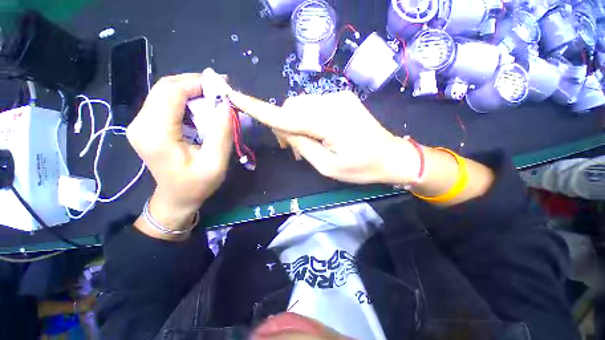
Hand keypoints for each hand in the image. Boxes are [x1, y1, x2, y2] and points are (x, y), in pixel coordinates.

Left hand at [127, 71, 232, 236]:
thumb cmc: (197, 185)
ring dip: (191, 90)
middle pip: (165, 88)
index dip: (197, 83)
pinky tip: (201, 106)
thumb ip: (221, 133)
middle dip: (194, 83)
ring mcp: (141, 123)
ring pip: (165, 92)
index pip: (171, 92)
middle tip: (220, 89)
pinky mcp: (147, 125)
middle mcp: (141, 123)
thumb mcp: (215, 163)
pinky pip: (165, 102)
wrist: (176, 198)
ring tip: (214, 97)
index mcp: (155, 133)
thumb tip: (226, 105)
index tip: (222, 85)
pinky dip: (185, 99)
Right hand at [228, 90, 419, 184]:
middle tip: (291, 148)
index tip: (235, 97)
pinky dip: (308, 119)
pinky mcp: (342, 99)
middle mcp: (332, 102)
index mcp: (329, 123)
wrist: (391, 156)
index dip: (259, 108)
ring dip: (296, 123)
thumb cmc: (361, 168)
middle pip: (292, 107)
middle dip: (285, 125)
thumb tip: (285, 130)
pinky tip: (316, 134)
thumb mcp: (327, 166)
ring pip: (302, 105)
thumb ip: (303, 146)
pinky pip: (315, 105)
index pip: (286, 115)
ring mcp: (339, 97)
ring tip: (305, 145)